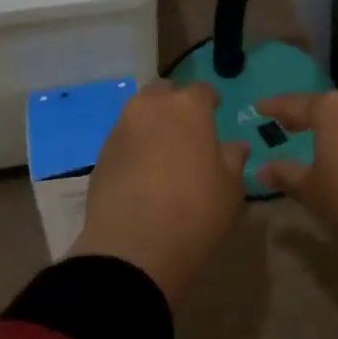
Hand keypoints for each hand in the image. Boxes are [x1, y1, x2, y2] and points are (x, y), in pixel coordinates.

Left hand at [70, 80, 248, 306]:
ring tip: (163, 152)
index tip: (215, 113)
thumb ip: (233, 159)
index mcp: (188, 107)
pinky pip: (124, 139)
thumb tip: (235, 146)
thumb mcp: (230, 189)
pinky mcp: (101, 154)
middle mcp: (151, 107)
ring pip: (139, 114)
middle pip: (163, 93)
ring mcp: (121, 129)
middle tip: (186, 130)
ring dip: (152, 125)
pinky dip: (134, 147)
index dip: (210, 101)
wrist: (133, 247)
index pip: (202, 90)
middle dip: (174, 104)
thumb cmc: (195, 211)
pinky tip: (142, 173)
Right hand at [255, 89, 337, 233]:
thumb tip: (262, 168)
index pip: (295, 104)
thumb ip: (286, 175)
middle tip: (294, 123)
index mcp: (330, 108)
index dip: (276, 107)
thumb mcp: (312, 190)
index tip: (261, 107)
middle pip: (329, 106)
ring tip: (331, 139)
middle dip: (312, 116)